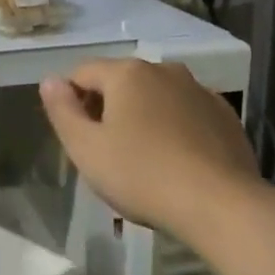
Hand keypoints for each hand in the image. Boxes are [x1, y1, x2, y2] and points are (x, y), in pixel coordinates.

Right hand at [39, 58, 260, 239]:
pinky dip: (172, 128)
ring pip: (155, 97)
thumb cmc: (142, 176)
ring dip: (141, 117)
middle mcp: (165, 70)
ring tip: (141, 159)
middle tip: (104, 152)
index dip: (70, 101)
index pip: (81, 73)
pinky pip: (185, 113)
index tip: (75, 137)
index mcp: (127, 73)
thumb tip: (50, 81)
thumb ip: (62, 111)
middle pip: (120, 82)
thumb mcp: (86, 149)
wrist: (220, 204)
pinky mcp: (224, 115)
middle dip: (106, 108)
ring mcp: (200, 90)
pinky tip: (175, 161)